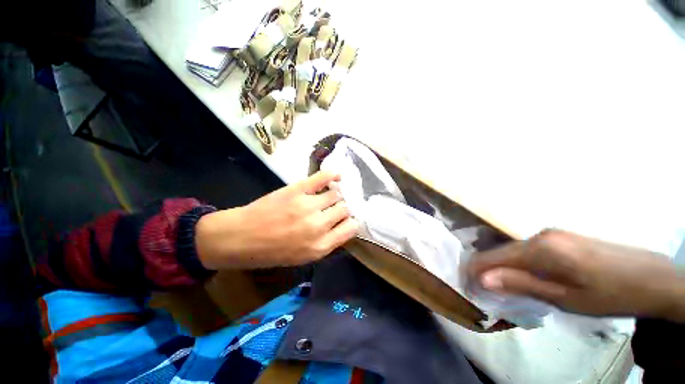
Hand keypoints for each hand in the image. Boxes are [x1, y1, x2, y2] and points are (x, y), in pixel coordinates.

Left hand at [195, 171, 357, 269]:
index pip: (351, 228)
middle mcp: (318, 225)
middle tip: (336, 208)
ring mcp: (308, 205)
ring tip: (331, 195)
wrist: (239, 238)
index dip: (351, 223)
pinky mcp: (297, 190)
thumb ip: (326, 243)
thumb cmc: (270, 252)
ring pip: (336, 194)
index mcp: (320, 246)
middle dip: (343, 208)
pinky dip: (332, 175)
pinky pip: (322, 178)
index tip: (346, 220)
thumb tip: (342, 226)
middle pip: (344, 209)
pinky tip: (337, 176)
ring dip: (336, 195)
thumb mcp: (302, 258)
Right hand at [467, 229, 684, 319]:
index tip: (467, 285)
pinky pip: (527, 248)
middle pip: (500, 250)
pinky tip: (523, 274)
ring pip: (512, 249)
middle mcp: (540, 234)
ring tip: (498, 284)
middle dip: (486, 268)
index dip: (476, 270)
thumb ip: (521, 284)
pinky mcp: (559, 237)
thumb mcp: (565, 298)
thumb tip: (482, 279)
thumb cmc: (609, 295)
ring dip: (501, 265)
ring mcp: (550, 233)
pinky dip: (517, 261)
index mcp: (540, 248)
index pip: (492, 256)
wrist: (652, 278)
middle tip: (481, 288)